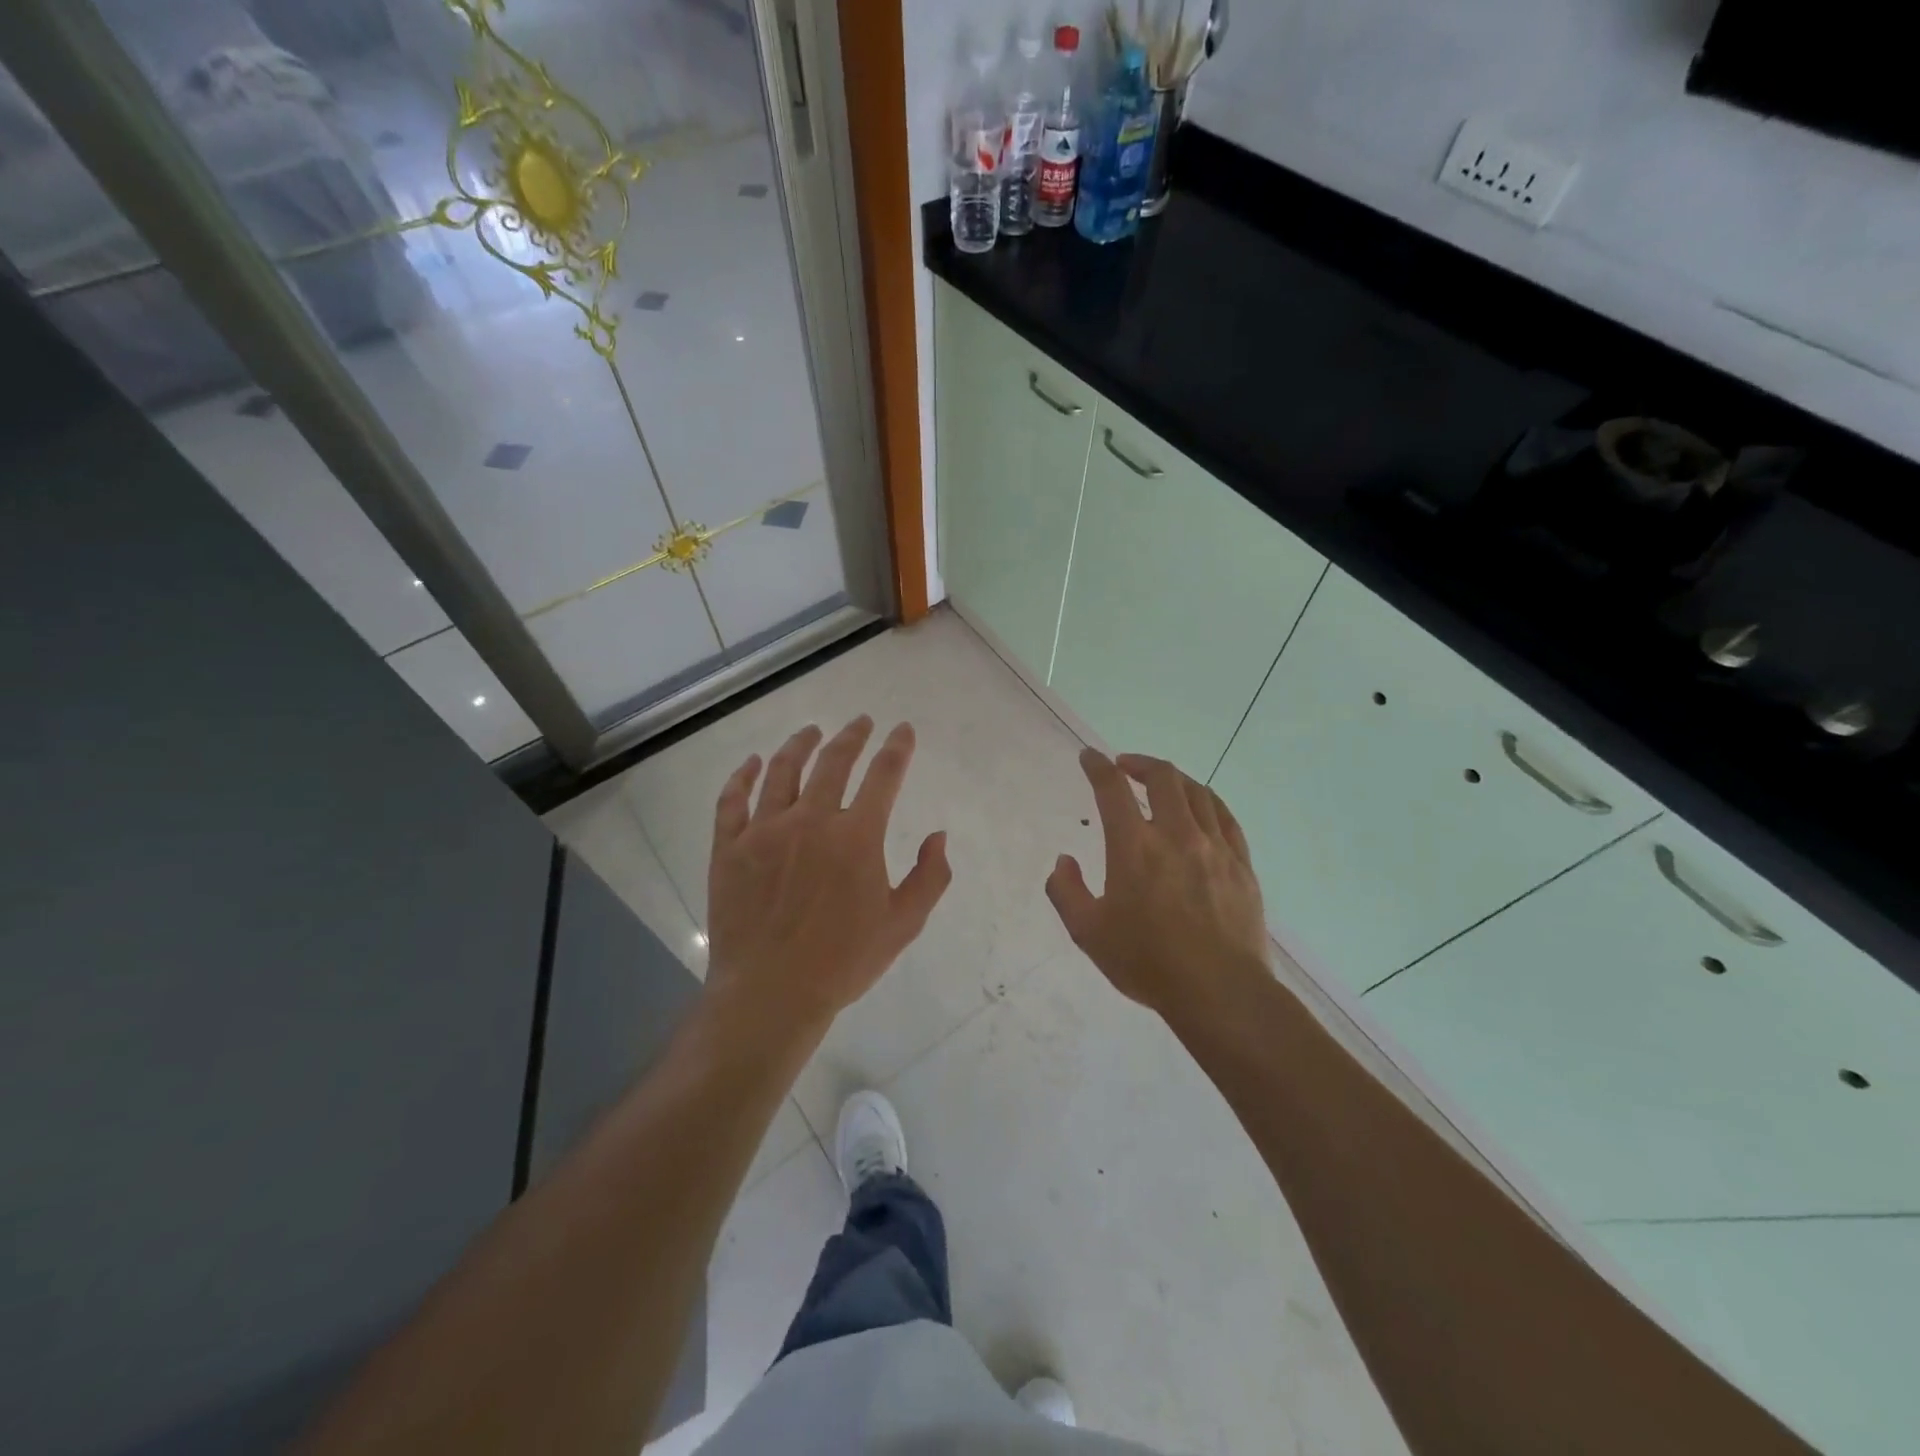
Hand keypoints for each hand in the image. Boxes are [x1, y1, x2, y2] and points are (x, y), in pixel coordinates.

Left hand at [705, 716, 951, 1031]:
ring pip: (782, 771)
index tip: (902, 729)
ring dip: (800, 744)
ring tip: (810, 731)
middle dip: (852, 736)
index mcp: (857, 836)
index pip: (884, 775)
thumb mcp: (903, 924)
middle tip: (861, 722)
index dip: (897, 748)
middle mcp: (811, 819)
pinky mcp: (730, 847)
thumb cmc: (843, 962)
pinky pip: (732, 800)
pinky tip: (750, 763)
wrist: (771, 993)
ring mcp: (765, 830)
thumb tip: (937, 836)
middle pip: (833, 762)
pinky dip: (741, 777)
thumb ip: (930, 876)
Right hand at [1047, 749, 1271, 1026]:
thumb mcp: (1088, 933)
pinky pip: (1225, 817)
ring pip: (1197, 791)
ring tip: (1161, 782)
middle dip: (1139, 763)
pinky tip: (1200, 806)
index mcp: (1134, 846)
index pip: (1112, 789)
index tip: (1089, 757)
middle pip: (1162, 777)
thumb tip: (1064, 860)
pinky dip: (1207, 800)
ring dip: (1173, 778)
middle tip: (1124, 766)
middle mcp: (1176, 834)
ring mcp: (1214, 846)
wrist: (1220, 991)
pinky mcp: (1241, 864)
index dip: (1097, 766)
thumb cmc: (1147, 962)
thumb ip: (1066, 891)